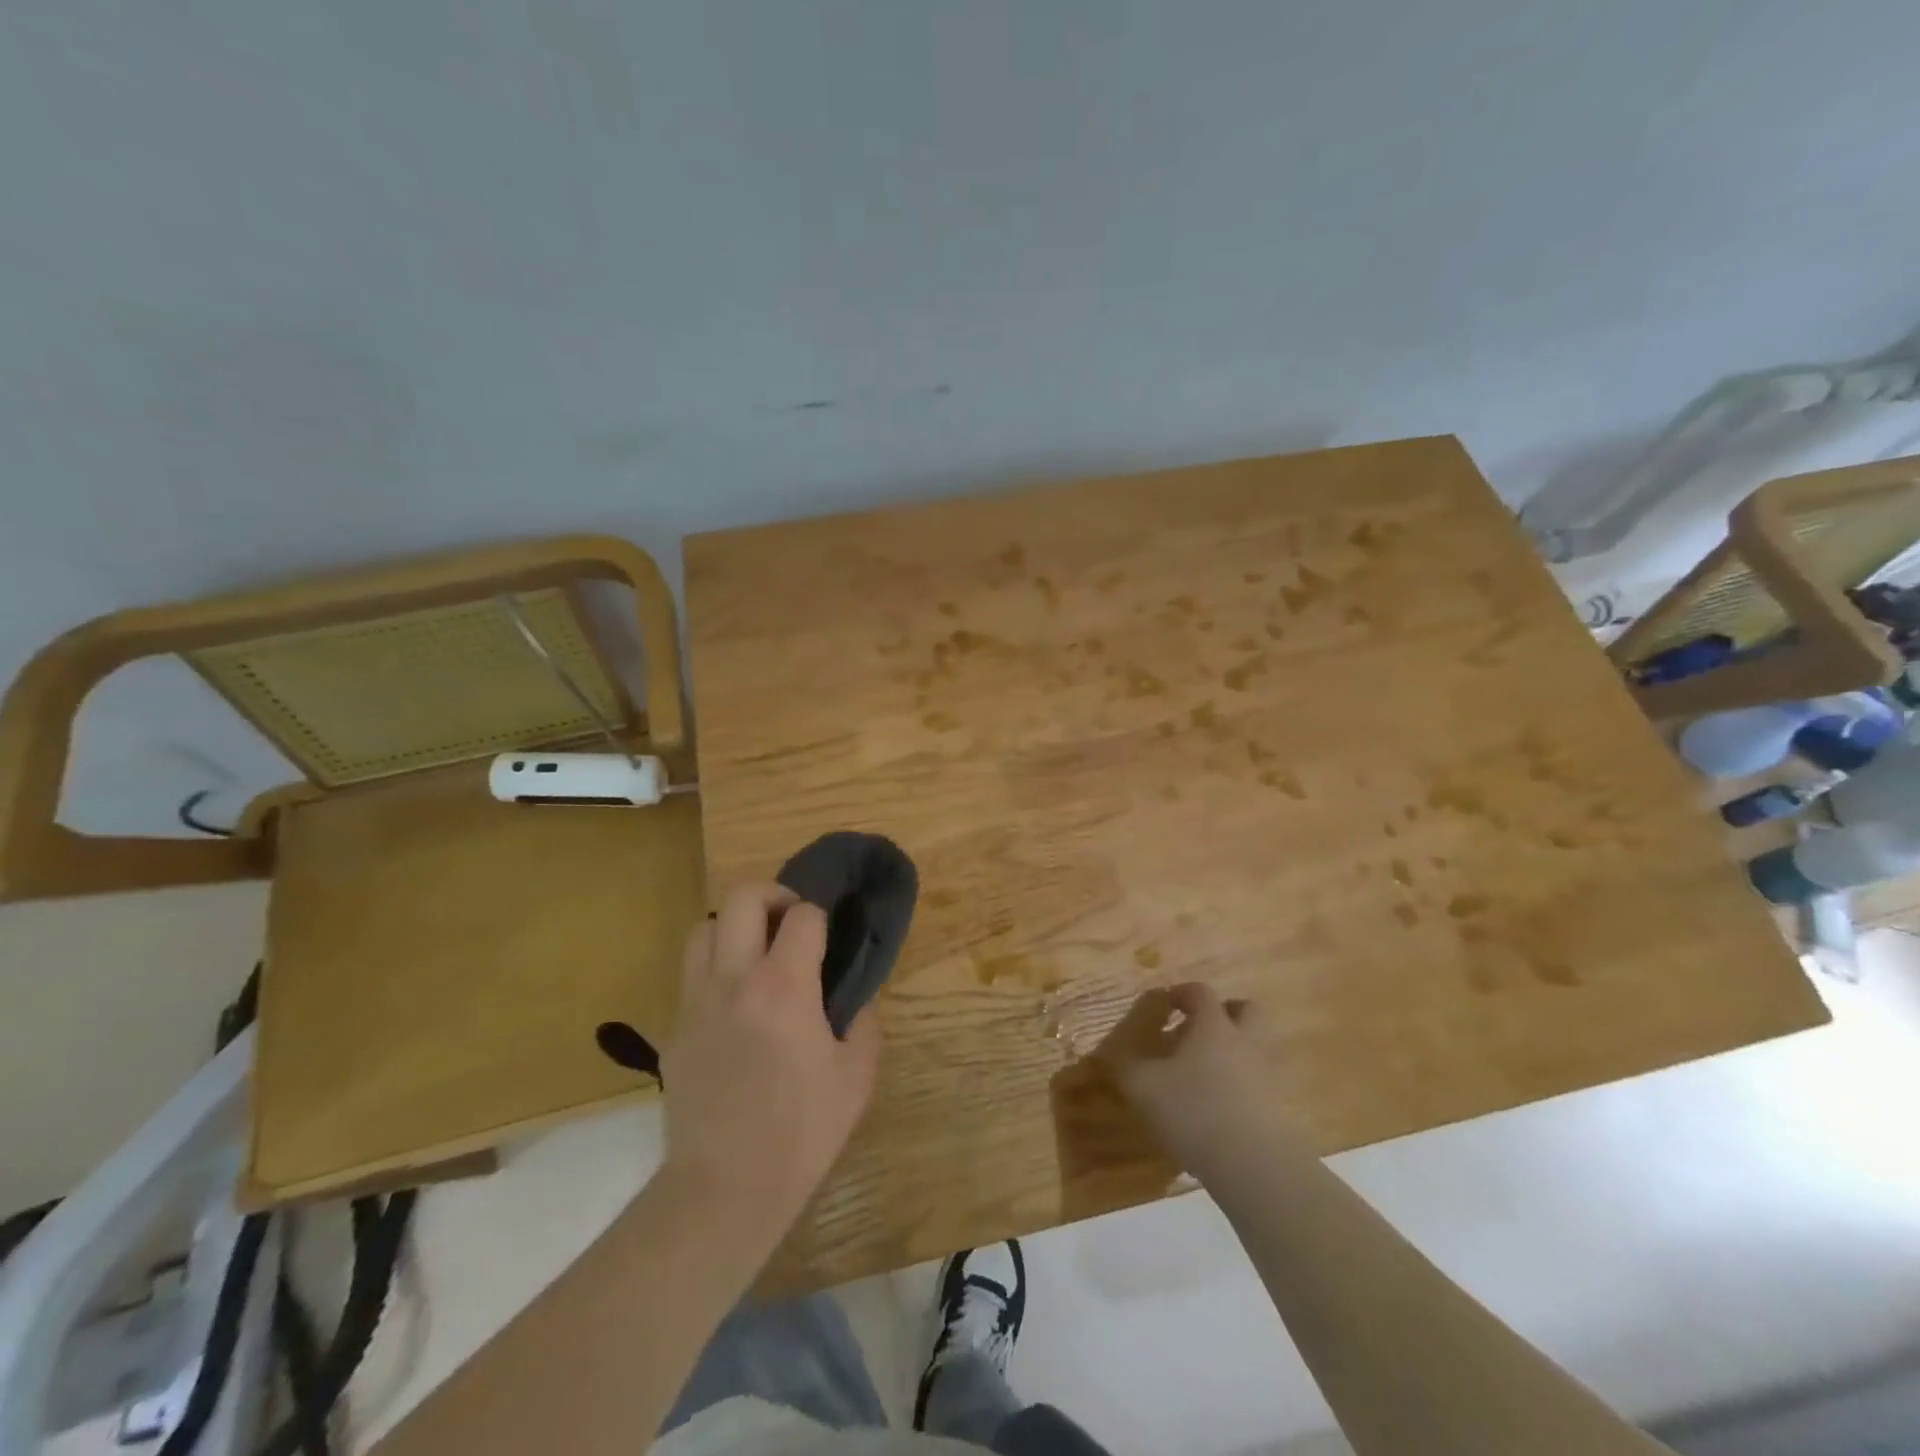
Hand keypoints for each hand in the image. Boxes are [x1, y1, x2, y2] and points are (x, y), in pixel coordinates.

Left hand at [659, 883, 881, 1241]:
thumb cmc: (801, 1132)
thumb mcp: (857, 1076)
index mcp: (784, 987)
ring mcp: (696, 1001)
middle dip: (772, 896)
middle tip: (790, 923)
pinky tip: (734, 1004)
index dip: (821, 916)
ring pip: (703, 927)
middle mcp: (734, 979)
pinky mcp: (673, 1029)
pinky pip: (691, 974)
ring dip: (734, 927)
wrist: (725, 1188)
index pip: (802, 915)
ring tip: (756, 955)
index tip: (829, 936)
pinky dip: (714, 968)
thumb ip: (863, 1020)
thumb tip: (853, 994)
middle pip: (742, 897)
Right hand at [1090, 983, 1275, 1176]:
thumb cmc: (1194, 1111)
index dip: (1182, 993)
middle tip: (1200, 1028)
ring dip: (1234, 1048)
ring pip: (1256, 1046)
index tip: (1166, 1004)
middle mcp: (1245, 1041)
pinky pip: (1260, 1081)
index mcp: (1214, 1026)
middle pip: (1246, 1010)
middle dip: (1224, 1012)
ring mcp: (1267, 1074)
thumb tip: (1112, 1056)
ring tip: (1206, 1071)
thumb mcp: (1143, 1087)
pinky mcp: (1279, 1107)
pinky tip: (1221, 1105)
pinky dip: (1243, 1083)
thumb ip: (1126, 1067)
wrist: (1255, 1165)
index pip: (1200, 992)